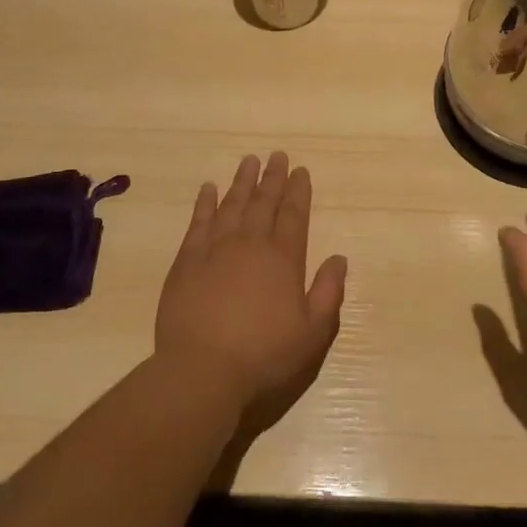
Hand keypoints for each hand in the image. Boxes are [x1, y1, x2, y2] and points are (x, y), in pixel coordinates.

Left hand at [155, 152, 348, 419]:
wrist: (202, 371)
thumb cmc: (263, 356)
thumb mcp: (312, 334)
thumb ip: (328, 293)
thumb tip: (339, 258)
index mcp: (283, 259)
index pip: (294, 215)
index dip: (298, 191)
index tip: (301, 170)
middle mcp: (251, 244)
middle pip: (263, 202)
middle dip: (273, 177)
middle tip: (277, 155)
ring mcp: (216, 249)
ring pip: (232, 204)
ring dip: (242, 181)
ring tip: (249, 160)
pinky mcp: (187, 261)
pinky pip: (199, 222)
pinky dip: (205, 203)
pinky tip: (208, 188)